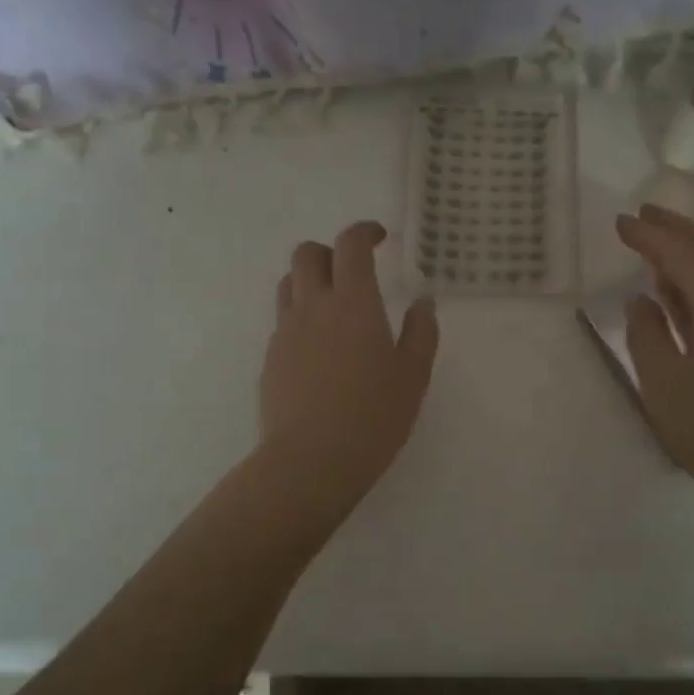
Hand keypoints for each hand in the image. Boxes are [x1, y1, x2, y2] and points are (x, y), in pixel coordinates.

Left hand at [260, 221, 439, 506]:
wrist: (309, 462)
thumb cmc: (372, 418)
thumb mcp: (413, 376)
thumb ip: (421, 332)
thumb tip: (422, 302)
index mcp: (353, 303)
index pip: (351, 245)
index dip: (365, 231)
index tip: (380, 238)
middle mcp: (313, 307)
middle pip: (307, 254)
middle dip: (331, 252)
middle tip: (354, 272)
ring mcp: (286, 332)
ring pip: (288, 284)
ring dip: (310, 281)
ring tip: (334, 307)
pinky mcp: (271, 359)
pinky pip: (283, 321)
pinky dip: (301, 317)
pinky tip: (320, 351)